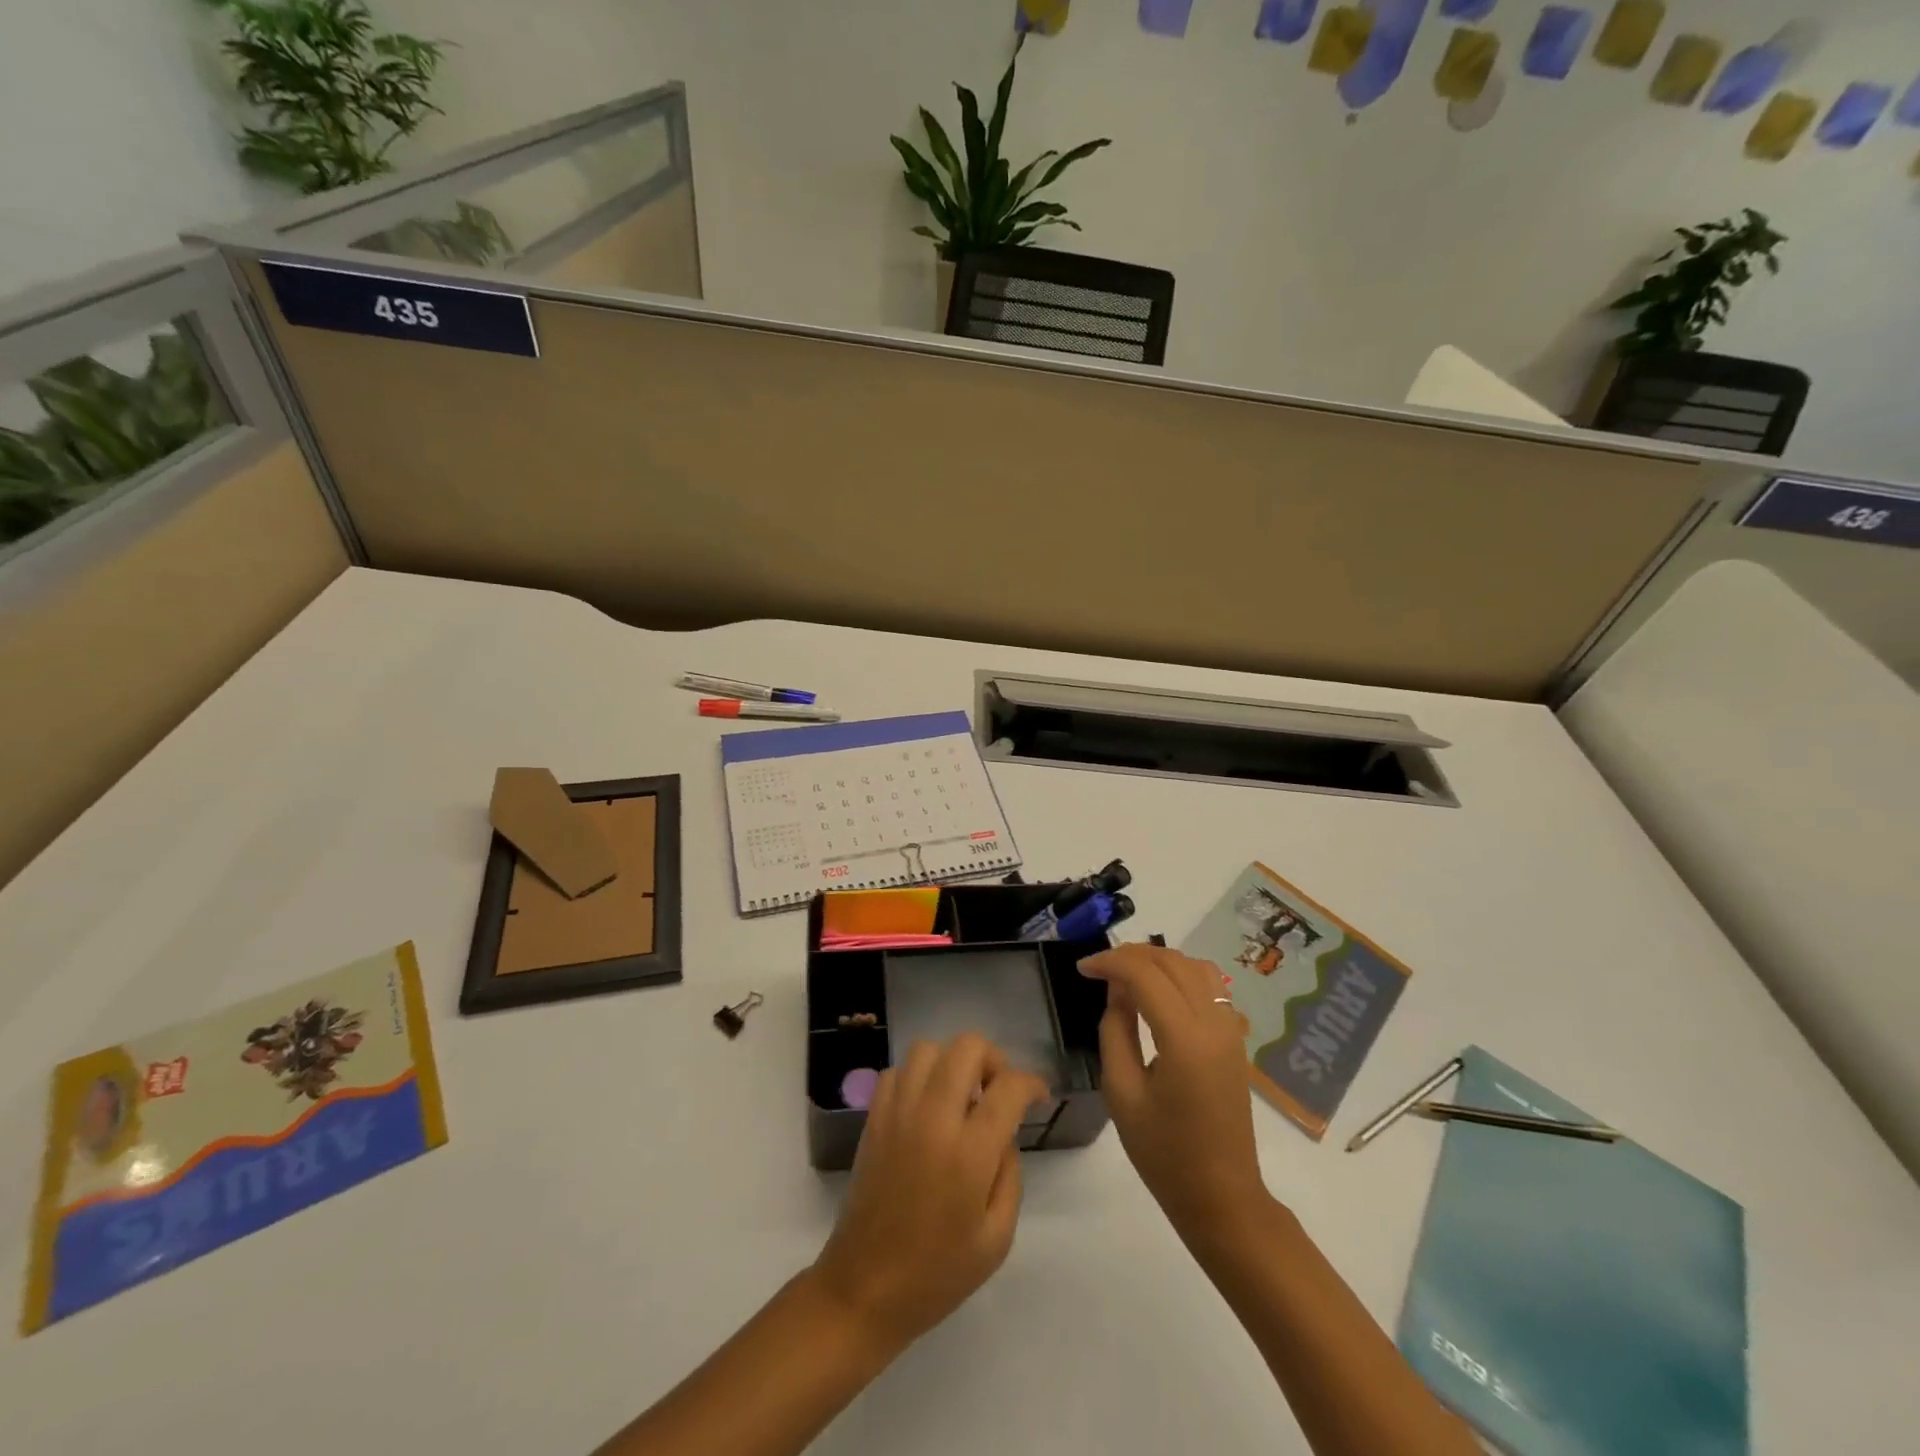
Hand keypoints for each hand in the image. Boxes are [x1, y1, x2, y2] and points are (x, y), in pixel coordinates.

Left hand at [810, 1035, 1047, 1351]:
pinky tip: (926, 1108)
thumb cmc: (937, 1274)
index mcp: (969, 1153)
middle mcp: (933, 1119)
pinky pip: (897, 1071)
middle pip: (968, 1047)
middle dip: (993, 1061)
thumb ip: (1009, 1175)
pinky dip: (917, 1078)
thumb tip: (1004, 1133)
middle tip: (997, 1093)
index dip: (1031, 1083)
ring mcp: (898, 1113)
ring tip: (960, 1098)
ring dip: (952, 1063)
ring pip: (929, 1048)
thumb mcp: (997, 1238)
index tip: (1038, 1096)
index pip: (1008, 1087)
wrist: (864, 1289)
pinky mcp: (874, 1118)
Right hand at [1079, 944, 1266, 1237]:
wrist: (1222, 1196)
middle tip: (1100, 969)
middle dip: (1132, 955)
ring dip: (1159, 960)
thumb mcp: (1122, 1093)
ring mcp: (1230, 1028)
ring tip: (1127, 975)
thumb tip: (1117, 991)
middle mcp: (1213, 1022)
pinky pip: (1210, 985)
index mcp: (1184, 1038)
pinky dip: (1181, 974)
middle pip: (1172, 962)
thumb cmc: (1164, 1152)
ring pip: (1195, 966)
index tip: (1082, 968)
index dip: (1110, 962)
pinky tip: (1159, 991)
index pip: (1145, 974)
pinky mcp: (1235, 1038)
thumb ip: (1115, 1031)